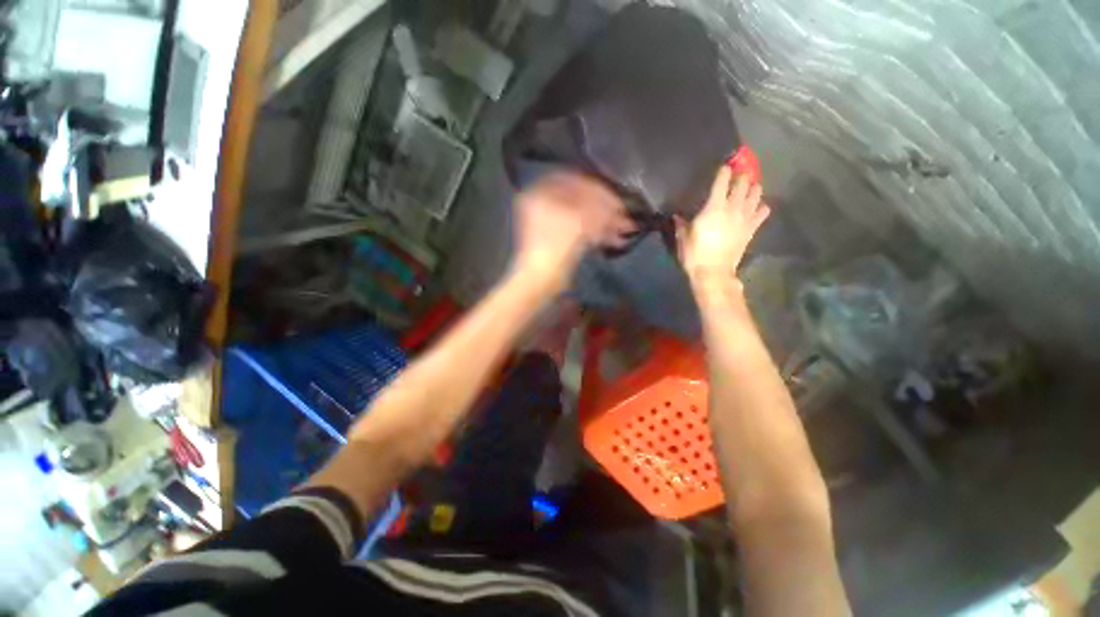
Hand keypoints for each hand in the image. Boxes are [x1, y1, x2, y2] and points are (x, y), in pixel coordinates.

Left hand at [512, 172, 633, 291]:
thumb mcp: (579, 220)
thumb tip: (614, 205)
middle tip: (624, 215)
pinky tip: (613, 239)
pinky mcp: (556, 241)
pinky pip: (579, 231)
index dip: (597, 189)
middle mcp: (542, 206)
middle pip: (579, 201)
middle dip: (605, 209)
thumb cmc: (556, 246)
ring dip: (605, 223)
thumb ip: (598, 207)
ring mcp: (548, 224)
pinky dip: (596, 234)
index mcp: (540, 194)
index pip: (573, 182)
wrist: (541, 279)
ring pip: (582, 217)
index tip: (616, 197)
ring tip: (624, 230)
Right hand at [677, 166, 770, 289]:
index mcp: (714, 207)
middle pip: (744, 182)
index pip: (722, 180)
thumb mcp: (683, 238)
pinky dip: (761, 206)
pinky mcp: (752, 228)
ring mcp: (745, 217)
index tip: (724, 166)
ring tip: (747, 188)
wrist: (714, 272)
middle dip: (741, 175)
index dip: (724, 170)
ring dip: (753, 188)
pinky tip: (755, 208)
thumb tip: (677, 216)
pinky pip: (763, 211)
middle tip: (737, 175)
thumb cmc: (695, 254)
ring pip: (757, 193)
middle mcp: (733, 207)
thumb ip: (681, 224)